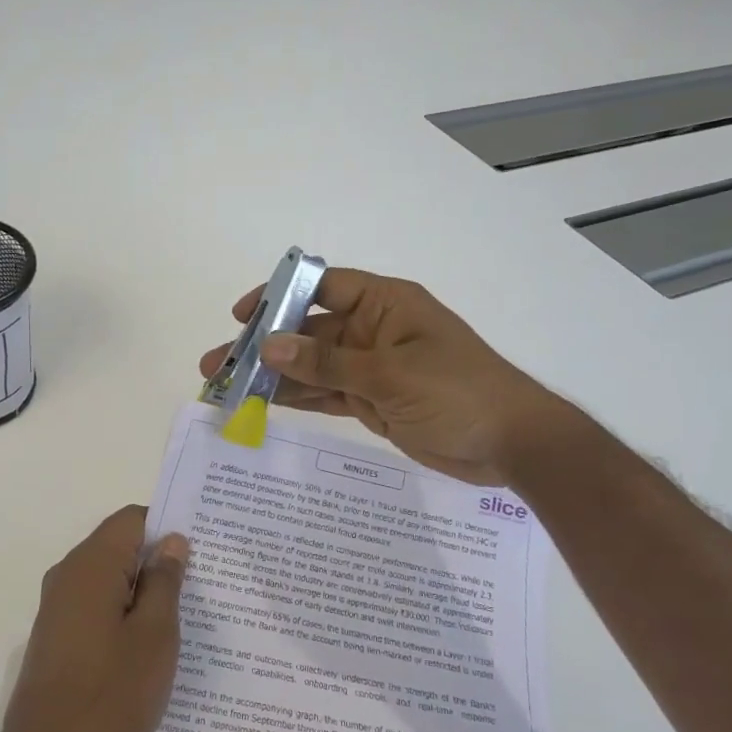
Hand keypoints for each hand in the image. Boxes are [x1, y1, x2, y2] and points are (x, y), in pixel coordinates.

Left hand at [0, 507, 188, 731]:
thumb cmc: (109, 694)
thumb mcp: (154, 636)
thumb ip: (164, 582)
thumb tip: (171, 541)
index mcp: (91, 565)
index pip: (132, 519)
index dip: (167, 527)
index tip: (201, 550)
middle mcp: (68, 575)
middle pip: (119, 547)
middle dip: (158, 561)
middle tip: (201, 587)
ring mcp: (57, 607)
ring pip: (109, 579)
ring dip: (142, 592)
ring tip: (183, 620)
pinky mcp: (55, 636)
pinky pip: (96, 606)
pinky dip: (123, 614)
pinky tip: (148, 647)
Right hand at [198, 268, 572, 485]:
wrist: (512, 444)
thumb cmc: (458, 392)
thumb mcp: (390, 373)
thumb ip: (327, 362)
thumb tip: (270, 345)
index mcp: (385, 304)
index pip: (322, 287)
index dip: (280, 296)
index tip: (242, 316)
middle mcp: (373, 330)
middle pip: (309, 329)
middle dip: (265, 345)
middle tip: (218, 363)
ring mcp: (372, 367)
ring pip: (312, 365)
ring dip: (274, 375)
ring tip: (227, 388)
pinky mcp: (372, 400)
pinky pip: (326, 393)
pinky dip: (297, 397)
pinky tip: (262, 403)